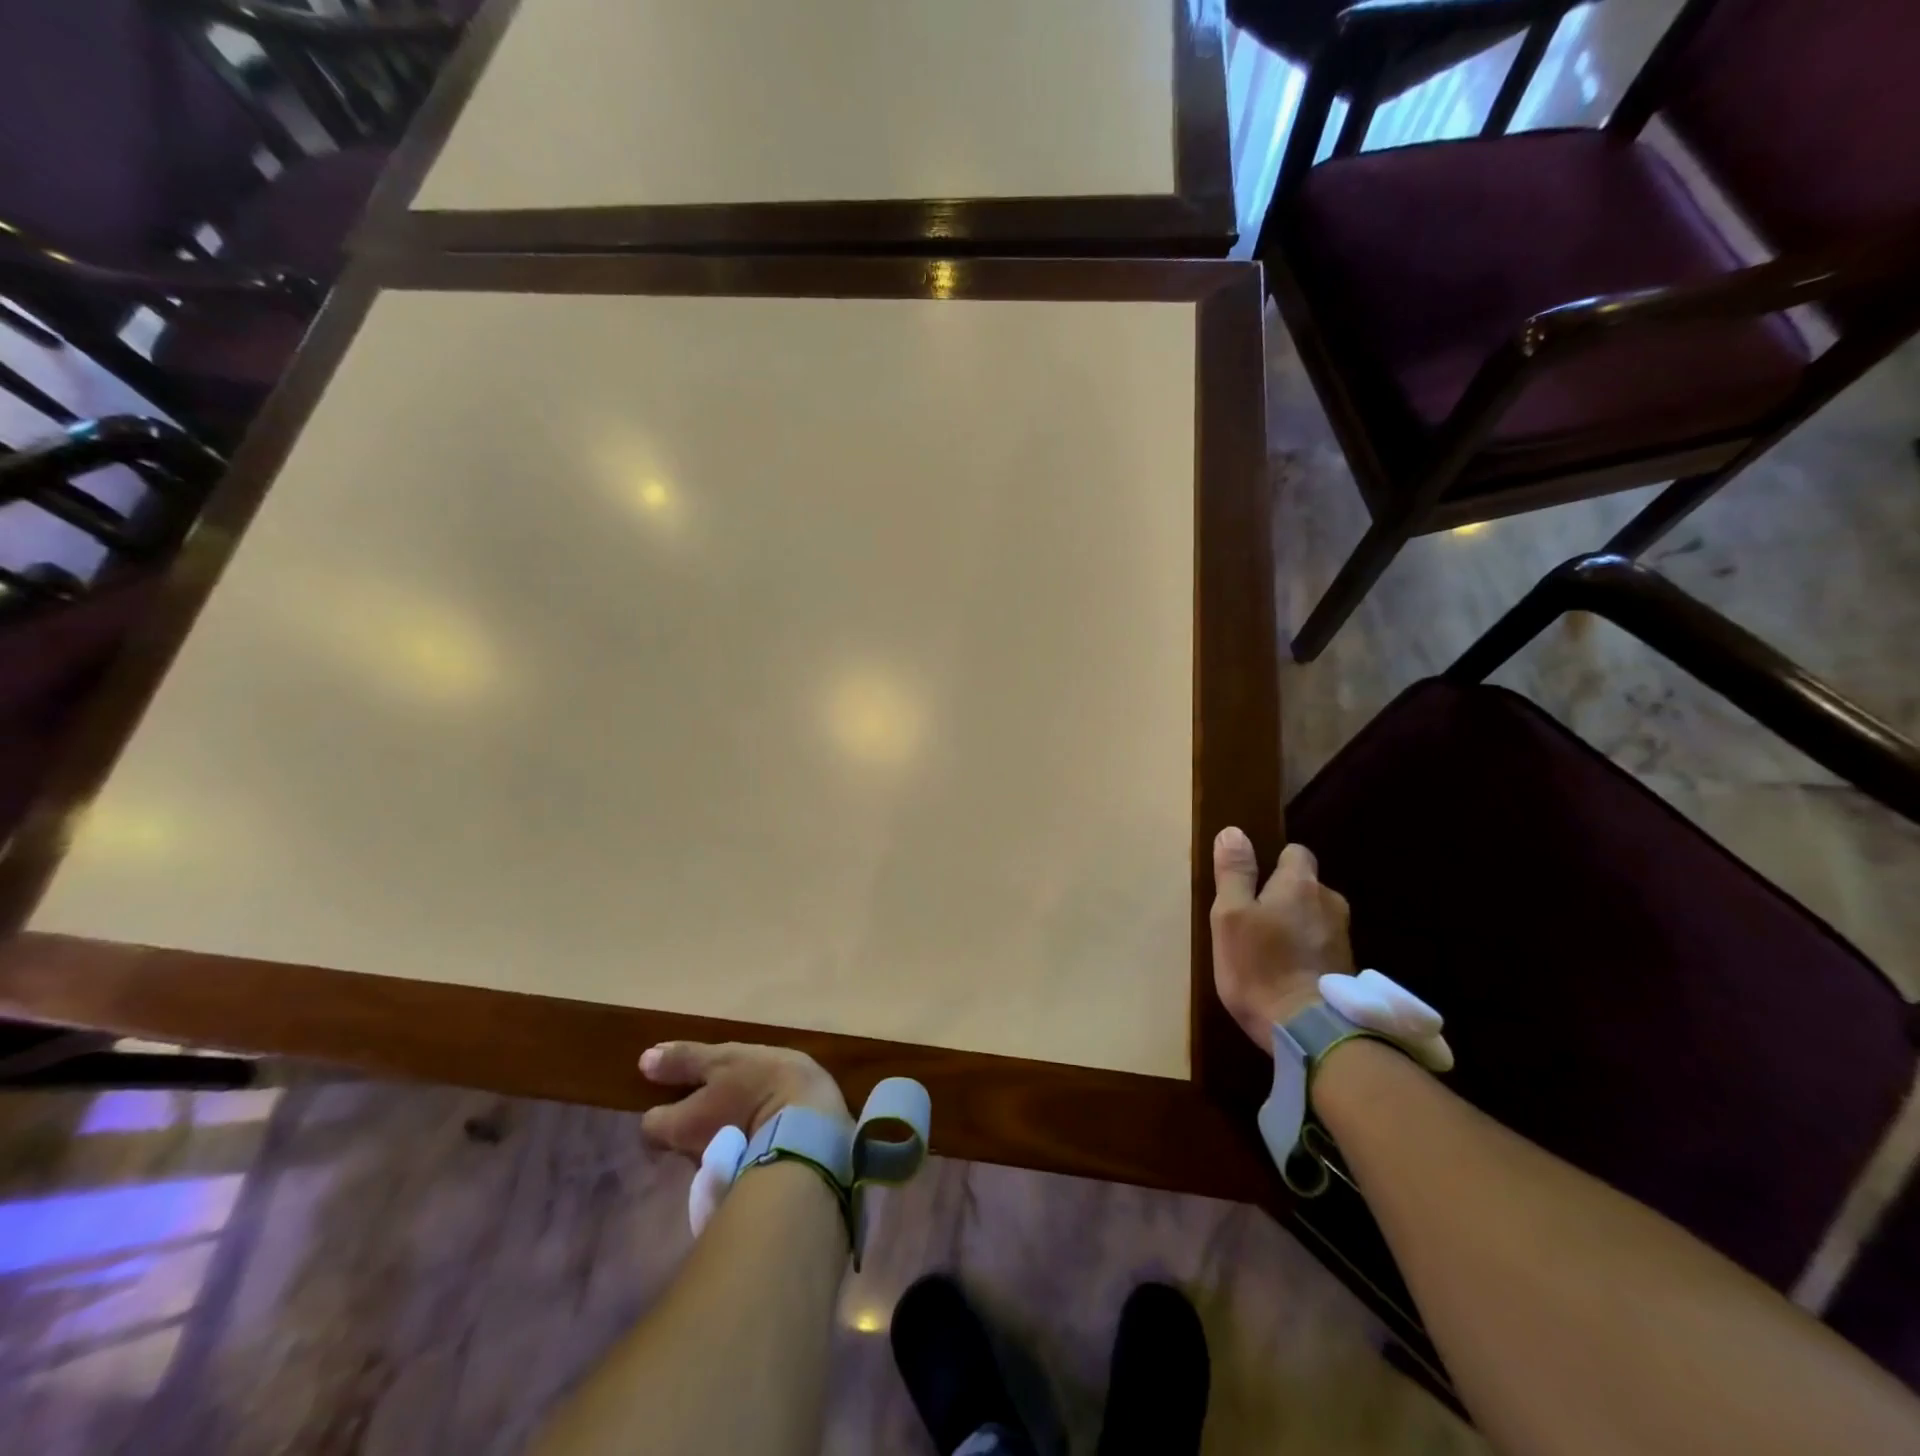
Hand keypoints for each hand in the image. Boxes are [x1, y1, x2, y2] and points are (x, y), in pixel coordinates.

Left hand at [638, 1041, 849, 1156]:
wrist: (812, 1130)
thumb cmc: (762, 1086)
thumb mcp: (726, 1060)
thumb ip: (686, 1061)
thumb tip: (643, 1061)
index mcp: (681, 1126)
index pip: (651, 1126)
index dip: (663, 1108)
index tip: (681, 1091)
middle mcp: (692, 1159)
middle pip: (682, 1141)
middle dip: (698, 1122)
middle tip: (723, 1096)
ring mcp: (722, 1176)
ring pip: (714, 1151)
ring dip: (726, 1134)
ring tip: (753, 1110)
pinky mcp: (754, 1181)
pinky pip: (741, 1160)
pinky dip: (749, 1146)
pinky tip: (772, 1127)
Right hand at [1210, 828, 1355, 1050]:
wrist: (1310, 1033)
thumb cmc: (1261, 967)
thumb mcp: (1230, 916)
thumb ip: (1234, 873)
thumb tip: (1234, 832)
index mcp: (1301, 884)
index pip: (1295, 852)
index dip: (1274, 863)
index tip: (1253, 884)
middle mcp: (1330, 903)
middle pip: (1306, 886)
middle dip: (1285, 897)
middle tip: (1254, 922)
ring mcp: (1344, 938)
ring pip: (1315, 918)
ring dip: (1297, 927)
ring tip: (1269, 952)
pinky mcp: (1349, 970)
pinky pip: (1322, 947)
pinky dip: (1308, 953)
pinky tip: (1288, 974)